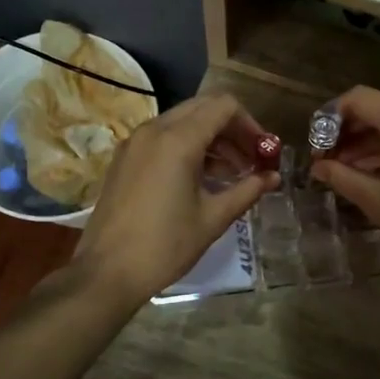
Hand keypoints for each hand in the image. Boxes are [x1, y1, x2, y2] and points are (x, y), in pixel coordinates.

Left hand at [75, 94, 278, 307]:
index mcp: (178, 140)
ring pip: (182, 121)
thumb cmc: (165, 245)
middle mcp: (154, 130)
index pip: (224, 106)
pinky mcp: (125, 158)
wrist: (106, 272)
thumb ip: (247, 190)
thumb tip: (273, 177)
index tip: (263, 152)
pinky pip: (163, 137)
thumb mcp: (213, 218)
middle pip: (203, 108)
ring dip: (211, 138)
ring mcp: (135, 142)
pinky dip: (187, 146)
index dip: (250, 124)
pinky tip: (200, 179)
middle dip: (232, 129)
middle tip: (250, 160)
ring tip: (231, 173)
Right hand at [309, 86, 379, 283]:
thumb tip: (317, 167)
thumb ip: (342, 176)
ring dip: (373, 142)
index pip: (360, 99)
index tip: (317, 144)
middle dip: (351, 132)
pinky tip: (378, 172)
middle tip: (328, 159)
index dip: (332, 117)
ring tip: (348, 170)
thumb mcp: (376, 201)